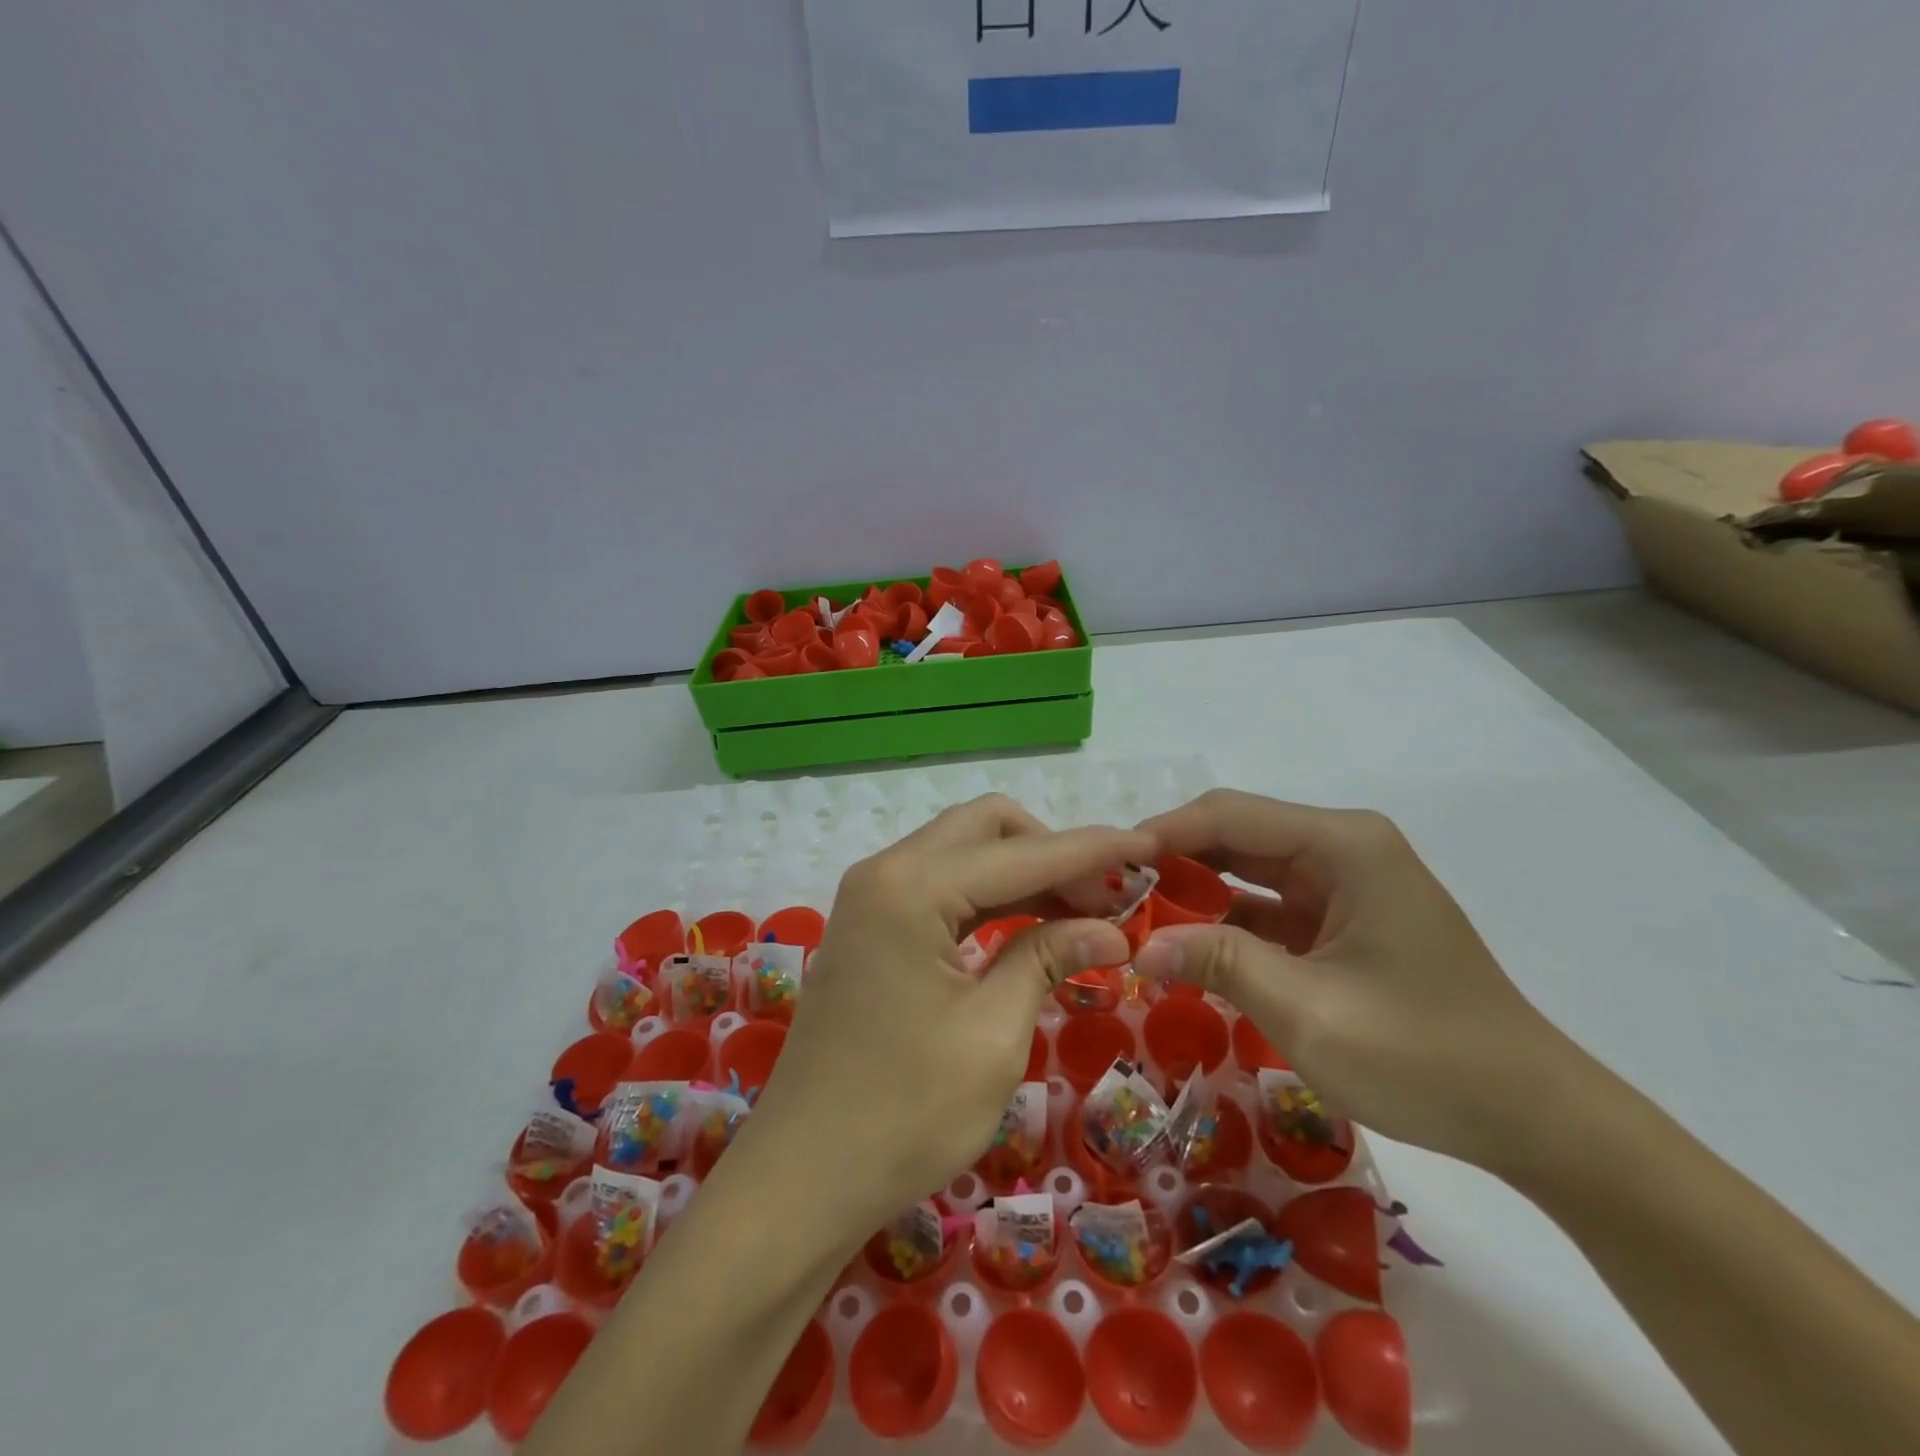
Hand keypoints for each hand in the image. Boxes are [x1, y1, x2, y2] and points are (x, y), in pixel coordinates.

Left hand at [745, 795, 1150, 1237]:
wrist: (802, 1178)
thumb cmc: (903, 1115)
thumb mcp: (992, 1036)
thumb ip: (1048, 959)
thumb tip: (1111, 928)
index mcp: (911, 887)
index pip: (1023, 852)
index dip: (1094, 849)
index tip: (1152, 847)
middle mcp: (885, 871)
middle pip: (986, 829)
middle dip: (1053, 850)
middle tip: (1109, 896)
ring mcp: (871, 897)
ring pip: (963, 853)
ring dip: (1025, 871)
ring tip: (1086, 910)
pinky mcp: (870, 926)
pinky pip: (942, 887)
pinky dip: (991, 896)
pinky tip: (1032, 924)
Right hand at [1133, 790, 1576, 1170]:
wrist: (1532, 1116)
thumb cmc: (1424, 1055)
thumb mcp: (1308, 1011)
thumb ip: (1218, 963)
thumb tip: (1138, 948)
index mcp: (1342, 845)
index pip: (1228, 815)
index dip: (1162, 834)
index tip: (1106, 867)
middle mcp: (1343, 847)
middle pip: (1235, 835)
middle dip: (1173, 862)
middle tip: (1113, 896)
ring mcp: (1345, 883)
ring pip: (1248, 869)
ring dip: (1195, 892)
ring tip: (1135, 919)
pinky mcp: (1344, 919)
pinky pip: (1269, 905)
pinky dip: (1227, 921)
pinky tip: (1186, 945)